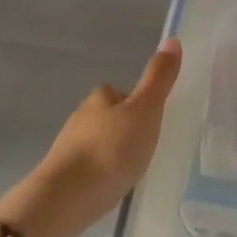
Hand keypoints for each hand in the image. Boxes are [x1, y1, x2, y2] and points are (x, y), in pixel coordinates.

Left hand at [0, 39, 181, 236]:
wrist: (67, 197)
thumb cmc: (112, 149)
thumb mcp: (146, 110)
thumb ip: (159, 78)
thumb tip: (173, 39)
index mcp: (100, 98)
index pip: (120, 92)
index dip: (137, 103)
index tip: (153, 120)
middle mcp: (81, 117)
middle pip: (108, 117)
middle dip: (125, 129)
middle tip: (147, 147)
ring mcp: (69, 148)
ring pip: (97, 143)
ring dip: (112, 152)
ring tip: (132, 169)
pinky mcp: (64, 175)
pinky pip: (89, 168)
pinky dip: (101, 173)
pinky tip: (111, 187)